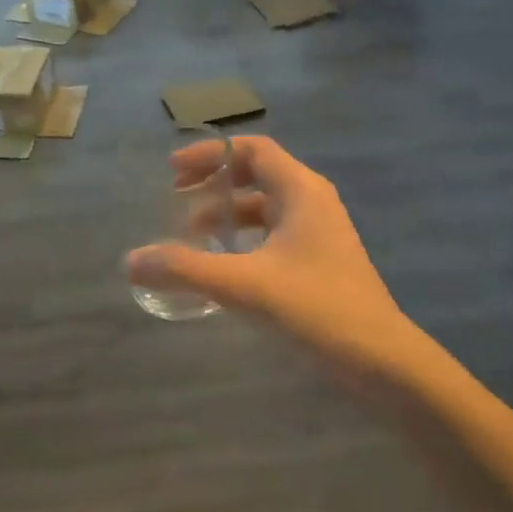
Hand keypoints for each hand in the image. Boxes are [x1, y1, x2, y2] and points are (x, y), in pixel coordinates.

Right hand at [125, 137, 413, 377]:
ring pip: (266, 208)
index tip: (172, 170)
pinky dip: (244, 239)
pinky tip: (223, 265)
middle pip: (258, 175)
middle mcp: (313, 203)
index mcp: (301, 191)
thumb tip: (131, 261)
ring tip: (191, 234)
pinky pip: (274, 235)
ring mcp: (320, 233)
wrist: (381, 360)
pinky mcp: (320, 262)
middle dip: (215, 183)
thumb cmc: (316, 309)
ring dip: (227, 214)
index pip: (253, 151)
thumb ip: (185, 270)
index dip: (211, 155)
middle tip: (176, 198)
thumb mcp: (244, 285)